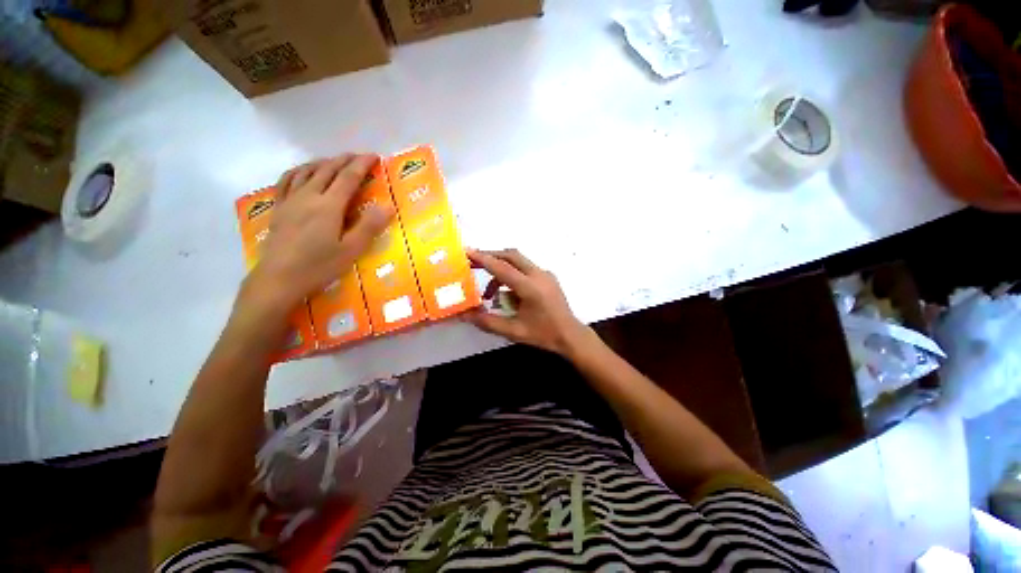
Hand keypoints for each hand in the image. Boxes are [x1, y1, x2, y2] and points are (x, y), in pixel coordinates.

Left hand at [242, 154, 392, 312]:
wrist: (278, 278)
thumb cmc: (319, 266)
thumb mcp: (351, 250)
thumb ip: (369, 226)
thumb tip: (389, 206)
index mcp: (329, 206)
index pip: (348, 177)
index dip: (362, 165)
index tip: (374, 157)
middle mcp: (309, 196)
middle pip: (328, 169)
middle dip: (345, 160)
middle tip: (359, 157)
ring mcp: (290, 200)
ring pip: (307, 171)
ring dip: (324, 162)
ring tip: (335, 161)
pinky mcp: (279, 208)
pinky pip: (287, 180)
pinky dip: (298, 170)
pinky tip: (303, 172)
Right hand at [466, 249, 590, 355]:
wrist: (570, 335)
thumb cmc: (543, 334)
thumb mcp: (513, 331)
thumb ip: (487, 321)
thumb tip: (464, 315)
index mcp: (530, 287)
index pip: (502, 268)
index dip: (483, 259)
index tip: (467, 252)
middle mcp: (539, 275)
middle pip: (511, 255)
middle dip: (490, 256)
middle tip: (473, 263)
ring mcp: (545, 274)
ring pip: (518, 261)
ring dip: (501, 270)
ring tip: (489, 293)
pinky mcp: (547, 277)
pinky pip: (525, 269)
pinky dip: (512, 275)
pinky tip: (507, 294)